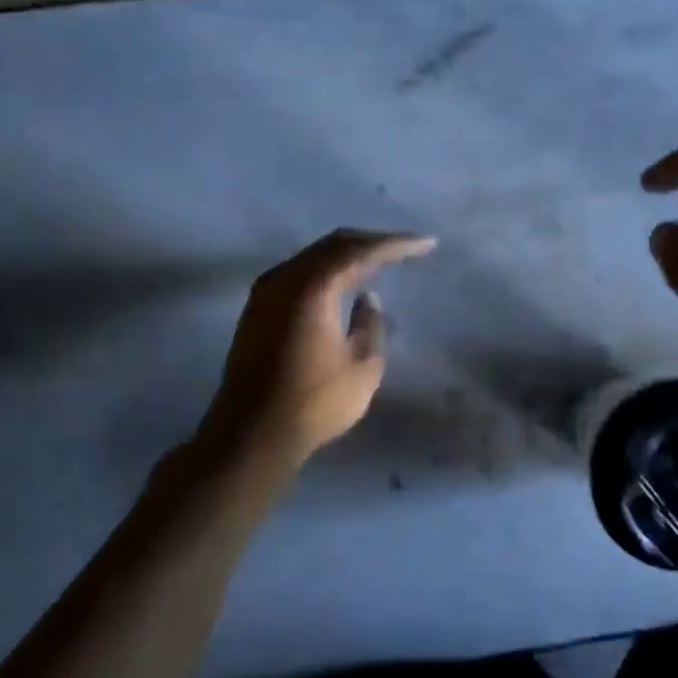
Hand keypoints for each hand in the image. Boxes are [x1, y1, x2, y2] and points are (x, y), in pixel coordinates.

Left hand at [197, 229, 436, 470]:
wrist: (250, 435)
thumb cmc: (313, 402)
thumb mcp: (362, 367)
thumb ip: (371, 324)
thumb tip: (368, 299)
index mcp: (312, 286)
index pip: (361, 251)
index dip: (396, 244)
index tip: (426, 244)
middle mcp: (285, 278)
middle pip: (334, 245)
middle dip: (372, 242)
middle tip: (404, 248)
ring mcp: (266, 292)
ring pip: (314, 257)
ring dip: (347, 256)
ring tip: (379, 262)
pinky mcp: (257, 309)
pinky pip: (300, 273)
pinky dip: (327, 271)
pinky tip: (344, 283)